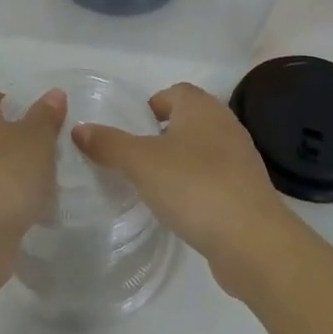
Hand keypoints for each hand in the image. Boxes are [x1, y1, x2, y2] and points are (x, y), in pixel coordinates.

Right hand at [72, 83, 303, 296]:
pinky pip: (214, 178)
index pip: (174, 92)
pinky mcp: (247, 192)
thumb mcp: (140, 163)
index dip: (151, 106)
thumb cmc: (194, 187)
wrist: (252, 241)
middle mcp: (225, 126)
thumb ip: (108, 144)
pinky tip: (180, 207)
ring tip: (153, 185)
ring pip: (202, 150)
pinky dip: (196, 186)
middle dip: (162, 134)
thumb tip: (79, 128)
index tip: (131, 130)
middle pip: (189, 120)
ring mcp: (241, 160)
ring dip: (179, 161)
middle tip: (135, 158)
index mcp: (202, 108)